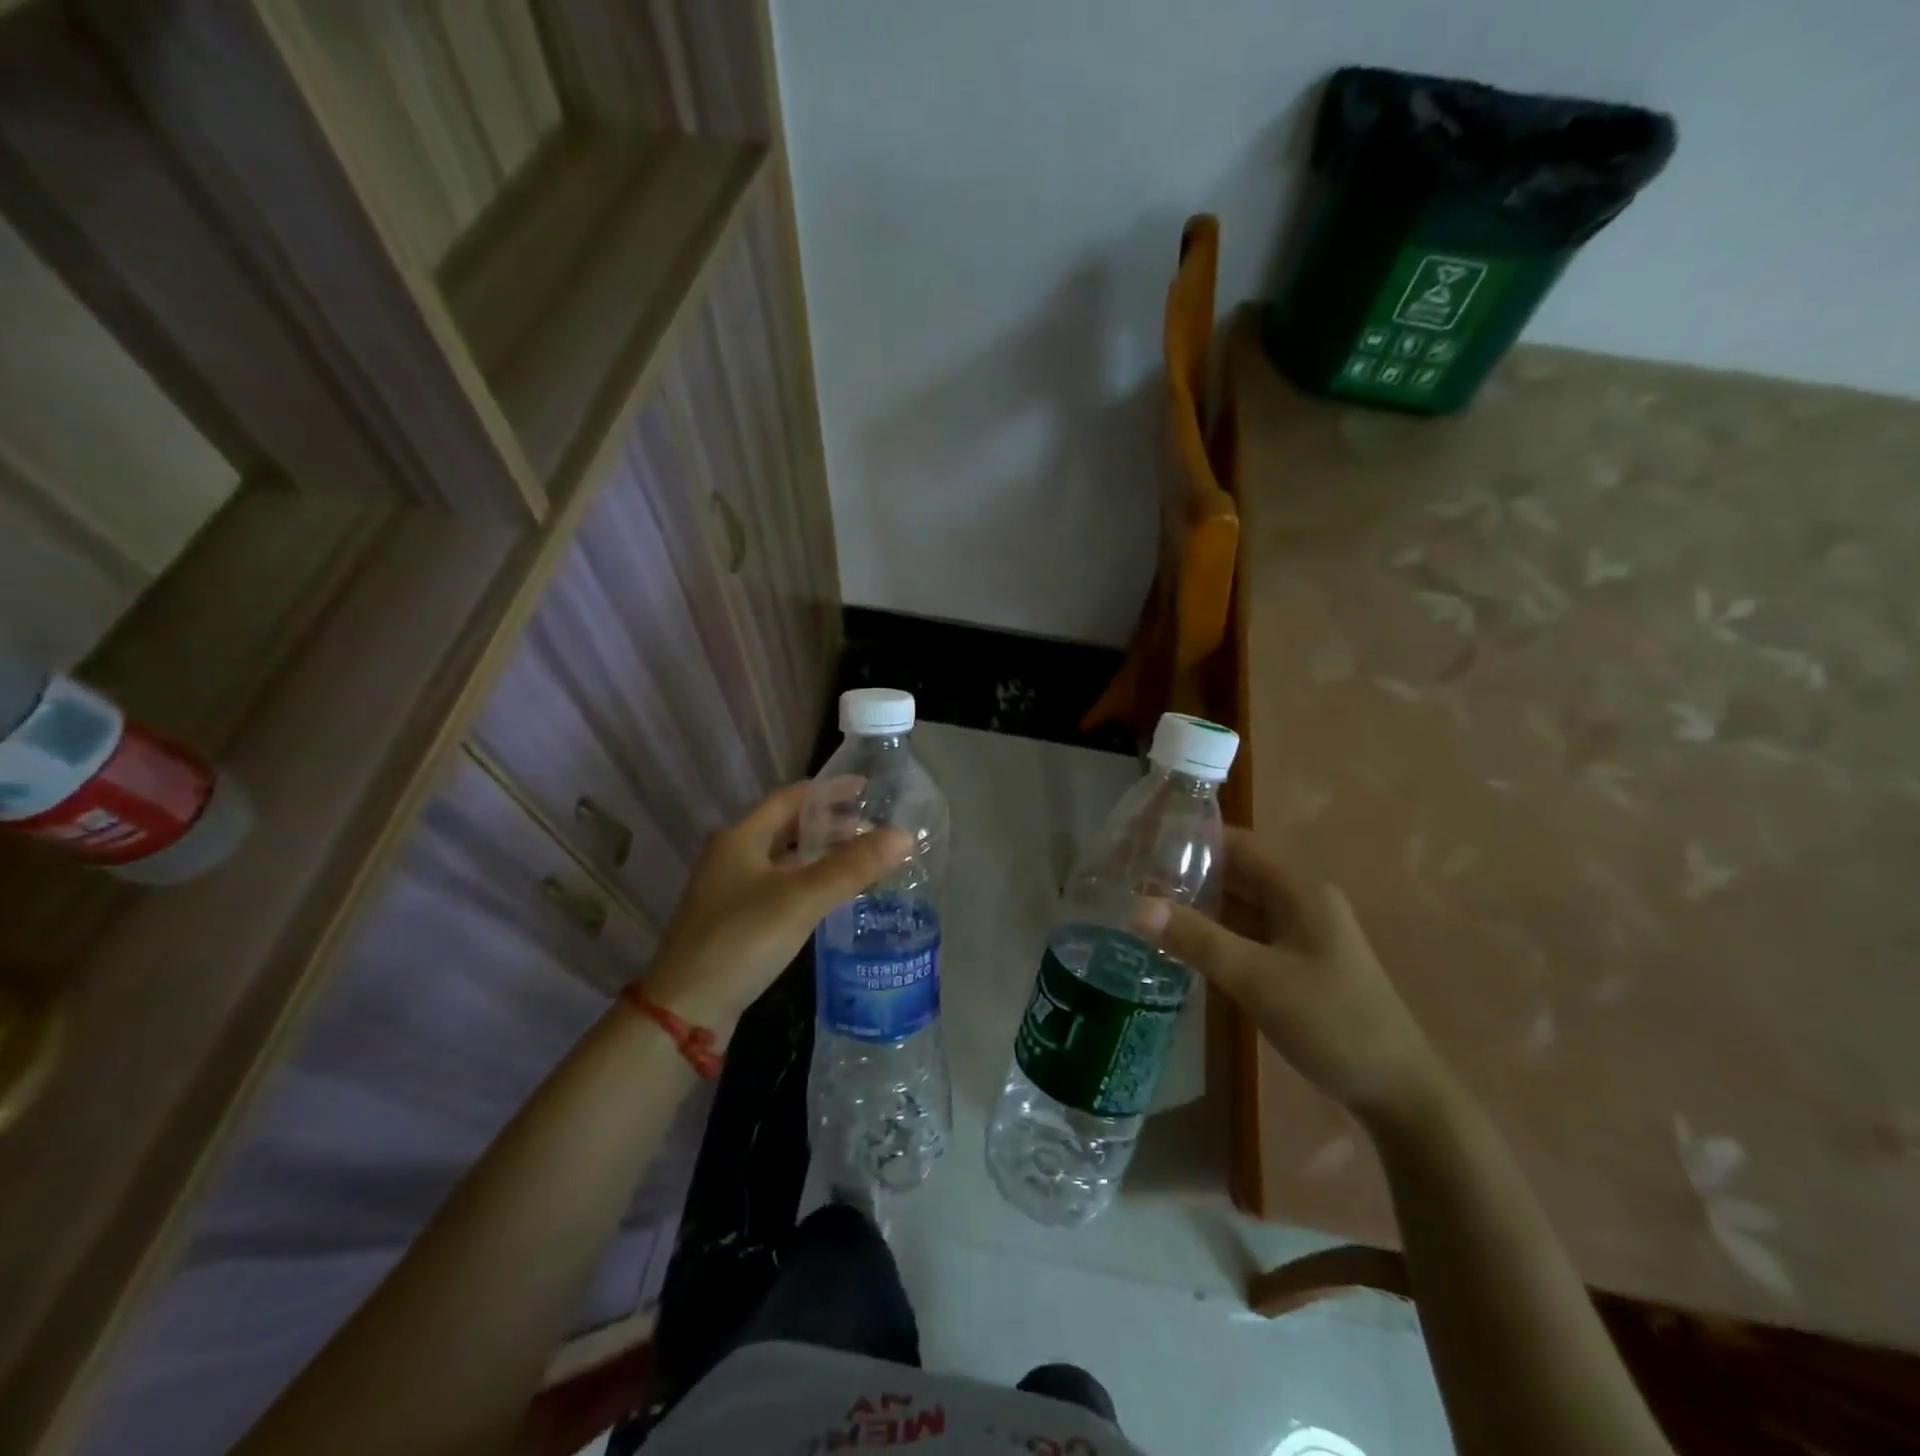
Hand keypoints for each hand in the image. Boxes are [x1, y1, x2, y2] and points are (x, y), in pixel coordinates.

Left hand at [642, 783, 911, 1041]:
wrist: (685, 1011)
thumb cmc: (741, 940)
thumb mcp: (801, 898)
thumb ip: (853, 866)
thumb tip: (904, 835)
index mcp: (741, 837)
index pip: (791, 798)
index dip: (830, 791)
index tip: (867, 789)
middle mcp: (732, 856)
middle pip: (787, 827)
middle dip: (830, 824)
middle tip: (872, 829)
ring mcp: (730, 890)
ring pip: (784, 859)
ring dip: (820, 854)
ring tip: (860, 858)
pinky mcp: (735, 921)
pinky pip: (780, 887)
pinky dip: (808, 881)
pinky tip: (831, 895)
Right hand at [1135, 828, 1444, 1120]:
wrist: (1398, 1091)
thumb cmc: (1331, 1023)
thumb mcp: (1257, 979)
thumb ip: (1198, 940)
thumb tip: (1137, 907)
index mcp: (1299, 890)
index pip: (1237, 844)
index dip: (1191, 838)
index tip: (1142, 844)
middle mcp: (1301, 901)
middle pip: (1237, 871)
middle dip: (1188, 872)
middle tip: (1132, 878)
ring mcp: (1302, 932)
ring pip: (1241, 903)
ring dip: (1200, 902)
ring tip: (1145, 904)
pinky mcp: (1299, 961)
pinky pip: (1249, 932)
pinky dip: (1216, 930)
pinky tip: (1182, 941)